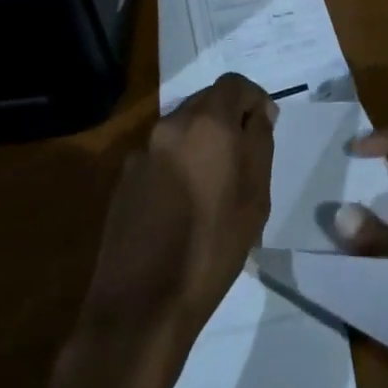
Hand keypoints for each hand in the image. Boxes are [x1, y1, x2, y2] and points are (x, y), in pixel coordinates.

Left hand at [80, 72, 277, 349]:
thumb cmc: (214, 245)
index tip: (264, 125)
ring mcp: (142, 152)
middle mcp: (171, 126)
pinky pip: (161, 154)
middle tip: (243, 153)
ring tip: (214, 181)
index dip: (253, 98)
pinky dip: (178, 163)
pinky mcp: (123, 179)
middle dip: (227, 117)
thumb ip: (260, 142)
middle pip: (205, 101)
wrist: (142, 303)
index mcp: (207, 123)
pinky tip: (184, 202)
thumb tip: (260, 113)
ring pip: (182, 128)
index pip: (234, 83)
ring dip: (201, 140)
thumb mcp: (256, 194)